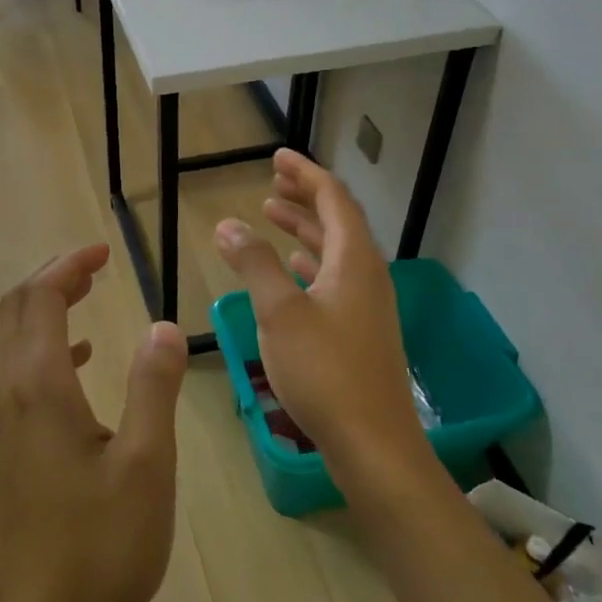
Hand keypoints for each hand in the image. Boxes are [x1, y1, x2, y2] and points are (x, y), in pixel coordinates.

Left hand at [0, 245, 189, 601]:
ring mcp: (8, 419)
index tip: (104, 251)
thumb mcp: (145, 462)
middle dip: (54, 276)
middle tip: (96, 264)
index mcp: (40, 385)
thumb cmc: (102, 543)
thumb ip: (154, 386)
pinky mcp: (14, 444)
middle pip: (18, 308)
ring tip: (91, 293)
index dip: (69, 265)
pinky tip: (83, 358)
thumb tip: (162, 325)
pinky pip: (24, 371)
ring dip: (49, 306)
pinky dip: (50, 345)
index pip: (41, 297)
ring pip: (17, 338)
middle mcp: (13, 392)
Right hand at [213, 150, 426, 477]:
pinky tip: (291, 268)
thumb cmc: (325, 372)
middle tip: (272, 181)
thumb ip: (254, 263)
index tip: (277, 157)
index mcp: (354, 261)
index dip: (305, 174)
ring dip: (304, 229)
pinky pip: (334, 278)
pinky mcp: (360, 331)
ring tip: (272, 215)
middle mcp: (367, 276)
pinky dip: (310, 263)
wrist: (373, 445)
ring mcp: (367, 305)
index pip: (333, 199)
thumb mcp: (279, 312)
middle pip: (338, 221)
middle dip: (304, 197)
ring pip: (335, 251)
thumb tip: (227, 223)